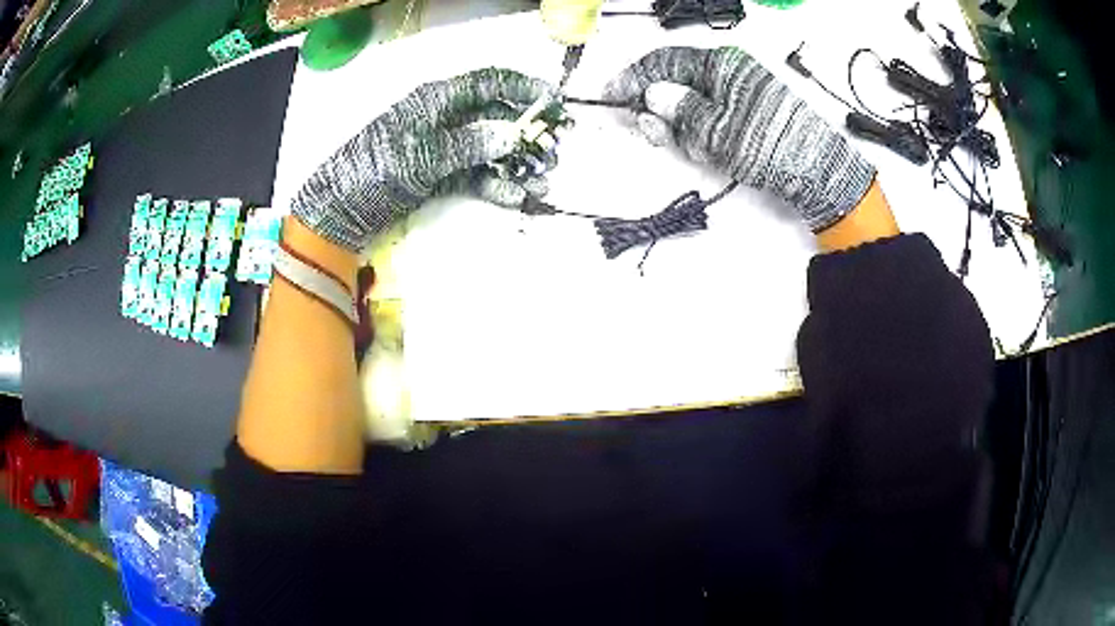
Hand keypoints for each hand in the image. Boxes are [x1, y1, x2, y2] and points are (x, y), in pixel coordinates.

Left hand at [292, 68, 553, 251]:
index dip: (522, 88)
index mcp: (436, 100)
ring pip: (488, 150)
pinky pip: (474, 175)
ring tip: (543, 182)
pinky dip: (495, 185)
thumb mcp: (420, 155)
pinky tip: (516, 196)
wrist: (339, 211)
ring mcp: (442, 149)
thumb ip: (467, 144)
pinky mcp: (438, 176)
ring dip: (516, 164)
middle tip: (554, 151)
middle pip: (494, 117)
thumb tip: (511, 135)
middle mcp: (444, 119)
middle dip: (526, 133)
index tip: (553, 102)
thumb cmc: (373, 171)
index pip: (487, 83)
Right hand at [604, 47, 876, 232]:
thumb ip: (678, 109)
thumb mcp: (714, 128)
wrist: (816, 170)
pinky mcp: (748, 113)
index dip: (634, 78)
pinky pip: (712, 117)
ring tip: (701, 150)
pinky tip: (713, 151)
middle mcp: (728, 73)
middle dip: (661, 109)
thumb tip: (653, 95)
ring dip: (685, 127)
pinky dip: (704, 134)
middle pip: (677, 83)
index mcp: (719, 64)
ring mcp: (740, 93)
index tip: (613, 96)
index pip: (664, 62)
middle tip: (657, 134)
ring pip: (693, 104)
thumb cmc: (767, 144)